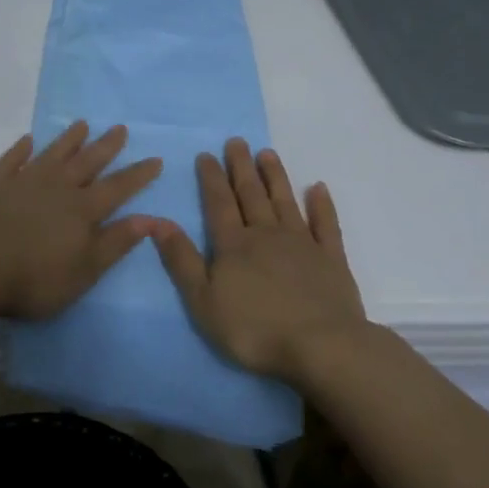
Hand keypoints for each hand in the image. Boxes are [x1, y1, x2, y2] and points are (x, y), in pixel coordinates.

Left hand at [0, 121, 162, 319]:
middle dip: (106, 145)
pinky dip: (21, 149)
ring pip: (52, 154)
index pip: (118, 187)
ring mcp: (23, 181)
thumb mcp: (85, 271)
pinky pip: (11, 160)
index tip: (155, 158)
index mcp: (82, 210)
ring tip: (82, 124)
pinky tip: (27, 141)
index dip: (138, 174)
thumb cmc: (34, 279)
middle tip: (120, 128)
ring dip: (68, 139)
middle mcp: (57, 187)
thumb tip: (151, 218)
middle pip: (87, 162)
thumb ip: (116, 242)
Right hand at [151, 138, 365, 381]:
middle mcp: (267, 234)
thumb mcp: (203, 300)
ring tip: (267, 153)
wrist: (321, 346)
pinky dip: (322, 205)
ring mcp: (302, 244)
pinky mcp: (331, 259)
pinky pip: (326, 224)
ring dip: (275, 177)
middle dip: (241, 167)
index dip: (211, 178)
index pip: (219, 203)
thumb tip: (157, 221)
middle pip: (251, 194)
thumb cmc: (254, 329)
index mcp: (234, 245)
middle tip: (237, 141)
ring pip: (285, 201)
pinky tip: (318, 188)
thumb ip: (181, 260)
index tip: (207, 154)